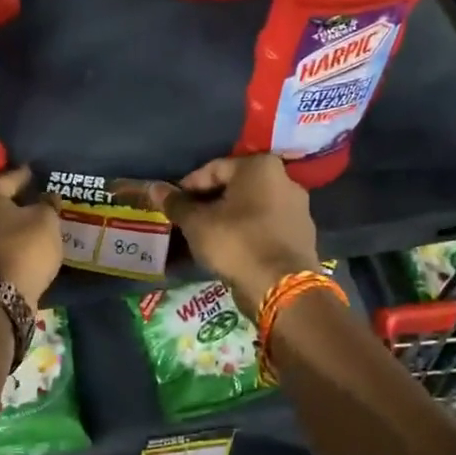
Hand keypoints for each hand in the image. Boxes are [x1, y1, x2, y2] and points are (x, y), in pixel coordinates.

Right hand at [149, 156, 321, 317]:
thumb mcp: (197, 223)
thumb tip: (154, 188)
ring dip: (227, 218)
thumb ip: (176, 204)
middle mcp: (284, 179)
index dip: (187, 187)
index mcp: (260, 167)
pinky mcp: (301, 234)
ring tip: (205, 236)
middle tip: (186, 221)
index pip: (213, 169)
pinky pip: (265, 226)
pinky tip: (230, 249)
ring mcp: (297, 208)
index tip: (172, 206)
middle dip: (208, 202)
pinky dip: (246, 232)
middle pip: (234, 187)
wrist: (281, 286)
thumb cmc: (236, 243)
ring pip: (250, 207)